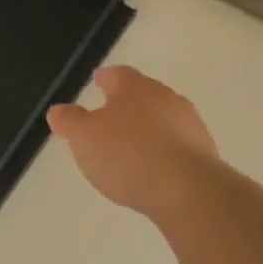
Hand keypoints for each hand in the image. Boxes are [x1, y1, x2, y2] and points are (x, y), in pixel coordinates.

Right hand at [46, 66, 217, 217]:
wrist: (186, 189)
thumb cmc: (127, 155)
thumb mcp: (84, 137)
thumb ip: (69, 121)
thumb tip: (58, 110)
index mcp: (135, 87)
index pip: (118, 74)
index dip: (105, 78)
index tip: (97, 82)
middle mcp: (166, 97)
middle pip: (143, 95)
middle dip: (127, 105)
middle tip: (110, 119)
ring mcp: (189, 124)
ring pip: (163, 119)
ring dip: (148, 129)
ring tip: (131, 148)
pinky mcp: (204, 152)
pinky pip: (176, 145)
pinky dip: (163, 151)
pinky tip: (153, 170)